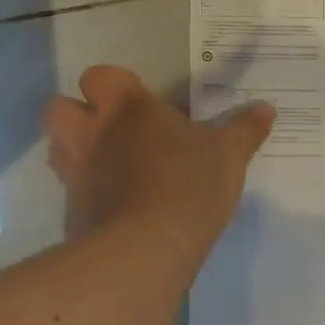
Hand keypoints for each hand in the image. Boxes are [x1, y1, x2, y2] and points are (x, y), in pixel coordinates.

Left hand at [45, 66, 273, 250]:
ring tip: (112, 166)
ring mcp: (75, 173)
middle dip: (78, 114)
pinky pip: (72, 192)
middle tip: (112, 129)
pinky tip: (117, 207)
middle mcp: (92, 133)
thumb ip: (245, 129)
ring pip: (58, 150)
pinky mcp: (72, 212)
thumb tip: (266, 108)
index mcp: (128, 108)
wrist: (146, 248)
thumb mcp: (229, 155)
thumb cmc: (189, 183)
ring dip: (77, 152)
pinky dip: (88, 194)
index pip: (101, 76)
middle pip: (59, 108)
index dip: (115, 85)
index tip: (139, 100)